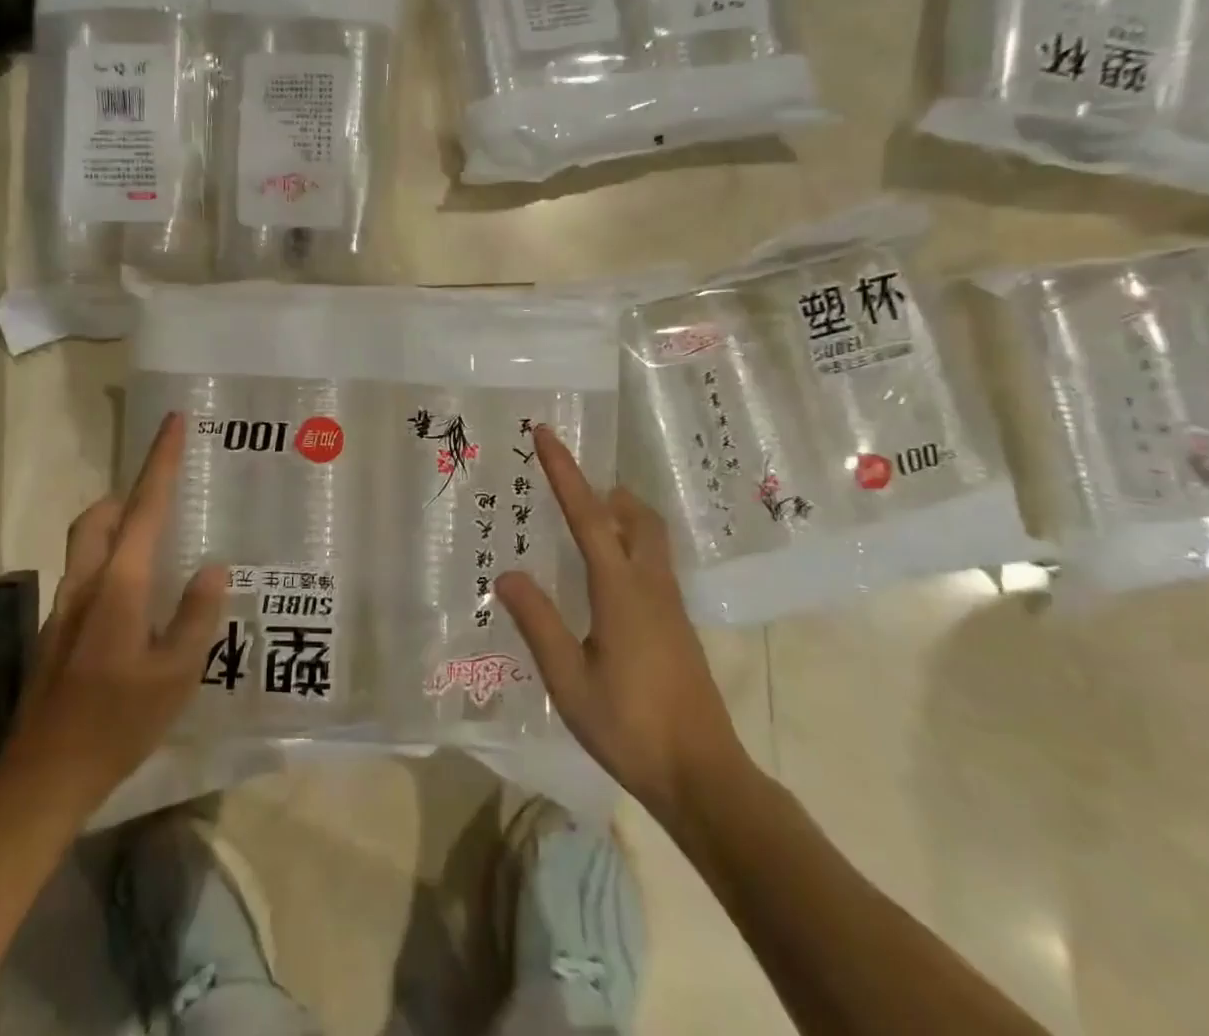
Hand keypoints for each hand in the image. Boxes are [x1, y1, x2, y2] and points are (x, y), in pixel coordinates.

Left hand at [2, 412, 226, 811]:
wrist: (43, 778)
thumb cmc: (118, 722)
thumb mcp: (177, 673)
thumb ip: (198, 615)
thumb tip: (214, 568)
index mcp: (120, 585)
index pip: (145, 507)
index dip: (161, 461)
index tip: (173, 421)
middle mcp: (87, 585)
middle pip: (100, 517)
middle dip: (129, 494)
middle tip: (165, 499)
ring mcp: (65, 609)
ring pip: (88, 546)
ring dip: (119, 529)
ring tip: (160, 549)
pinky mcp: (57, 634)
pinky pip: (88, 576)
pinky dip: (113, 565)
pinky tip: (139, 605)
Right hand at [497, 425, 752, 821]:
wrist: (702, 774)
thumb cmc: (630, 726)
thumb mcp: (569, 680)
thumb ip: (538, 623)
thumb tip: (506, 573)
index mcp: (620, 589)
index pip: (588, 515)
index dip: (564, 471)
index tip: (546, 433)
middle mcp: (650, 584)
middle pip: (635, 516)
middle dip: (604, 491)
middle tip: (570, 488)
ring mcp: (670, 604)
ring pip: (649, 537)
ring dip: (619, 516)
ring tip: (583, 524)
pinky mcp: (678, 624)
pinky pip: (652, 563)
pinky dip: (628, 545)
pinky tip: (606, 578)